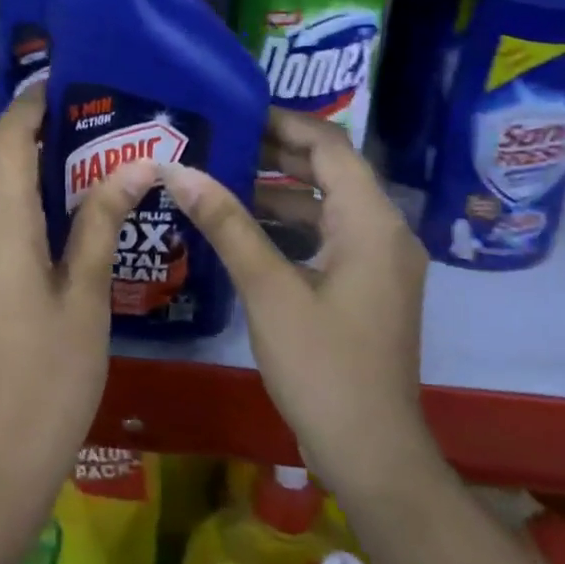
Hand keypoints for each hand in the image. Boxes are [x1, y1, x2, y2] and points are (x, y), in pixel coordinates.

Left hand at [0, 87, 158, 502]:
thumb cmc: (55, 373)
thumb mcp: (86, 294)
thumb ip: (100, 221)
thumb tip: (136, 166)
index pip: (8, 143)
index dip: (28, 109)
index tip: (54, 86)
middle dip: (16, 132)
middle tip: (63, 123)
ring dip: (3, 167)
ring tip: (52, 163)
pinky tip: (27, 221)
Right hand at [162, 110, 435, 494]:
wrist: (372, 452)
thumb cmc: (323, 367)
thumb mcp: (268, 290)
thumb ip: (227, 225)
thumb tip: (180, 171)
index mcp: (371, 222)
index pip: (331, 145)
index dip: (285, 122)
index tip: (235, 111)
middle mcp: (385, 232)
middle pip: (331, 171)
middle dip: (277, 153)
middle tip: (220, 140)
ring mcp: (380, 262)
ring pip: (327, 207)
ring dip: (279, 191)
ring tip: (221, 178)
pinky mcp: (368, 287)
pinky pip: (328, 237)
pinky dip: (290, 226)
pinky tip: (244, 230)